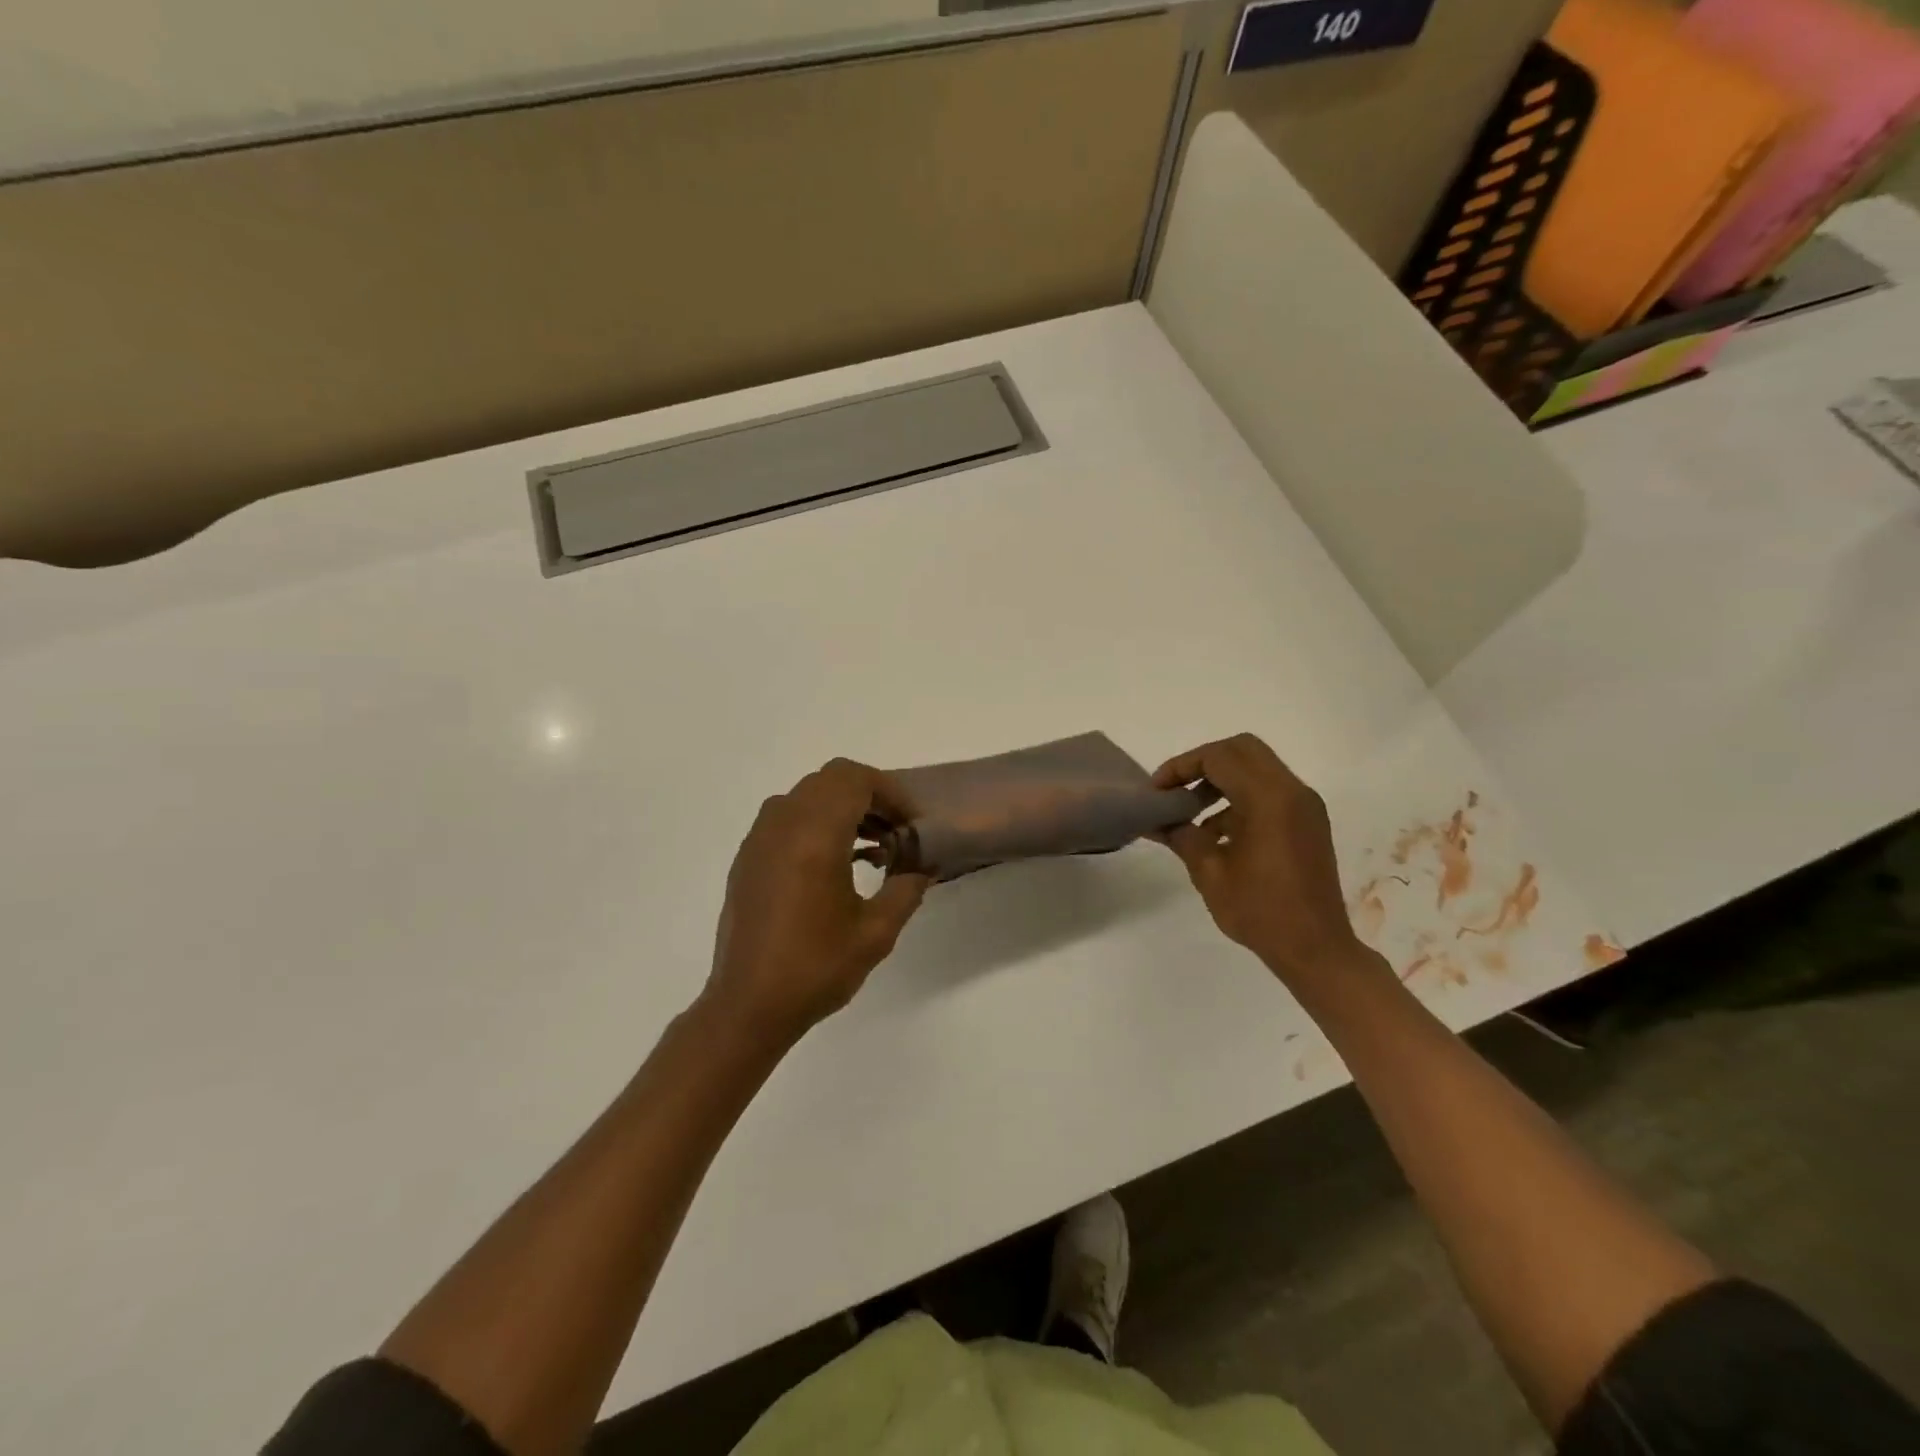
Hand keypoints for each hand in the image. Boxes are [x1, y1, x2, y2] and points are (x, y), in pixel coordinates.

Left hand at [703, 759, 928, 1043]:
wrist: (747, 1005)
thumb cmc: (815, 968)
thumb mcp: (876, 932)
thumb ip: (906, 887)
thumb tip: (922, 865)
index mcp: (814, 836)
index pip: (854, 779)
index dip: (890, 792)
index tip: (911, 825)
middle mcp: (782, 825)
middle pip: (831, 780)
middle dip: (870, 797)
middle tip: (895, 832)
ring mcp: (759, 839)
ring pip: (808, 795)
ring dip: (843, 808)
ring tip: (870, 849)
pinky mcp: (748, 857)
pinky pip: (787, 817)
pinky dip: (817, 823)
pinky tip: (835, 865)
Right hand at [1152, 734, 1369, 980]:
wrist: (1316, 950)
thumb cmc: (1260, 911)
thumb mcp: (1209, 873)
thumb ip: (1181, 836)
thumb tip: (1157, 820)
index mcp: (1269, 799)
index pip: (1218, 757)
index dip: (1181, 766)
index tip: (1157, 791)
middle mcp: (1292, 791)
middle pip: (1241, 750)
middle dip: (1202, 763)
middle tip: (1175, 789)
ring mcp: (1304, 806)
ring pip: (1256, 768)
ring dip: (1221, 780)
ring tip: (1189, 813)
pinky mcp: (1308, 822)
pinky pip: (1269, 791)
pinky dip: (1240, 797)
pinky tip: (1216, 833)